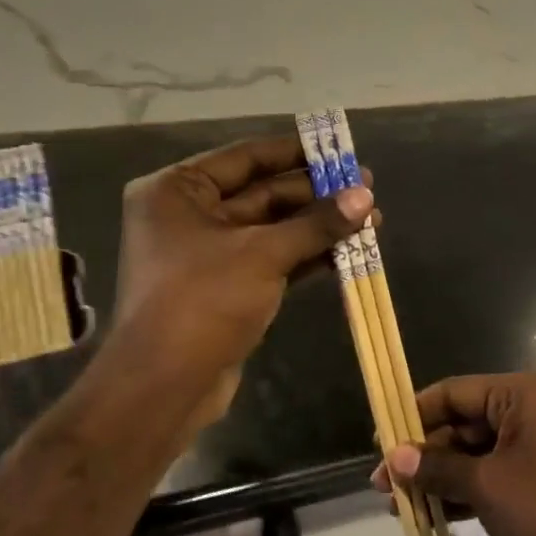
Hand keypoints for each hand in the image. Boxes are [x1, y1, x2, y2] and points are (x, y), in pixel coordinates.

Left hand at [113, 136, 371, 429]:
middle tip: (367, 189)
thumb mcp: (263, 254)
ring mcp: (209, 254)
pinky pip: (273, 260)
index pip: (245, 158)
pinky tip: (348, 251)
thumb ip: (316, 224)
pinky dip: (307, 255)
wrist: (165, 387)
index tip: (338, 149)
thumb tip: (365, 196)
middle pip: (263, 194)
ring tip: (370, 220)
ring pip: (273, 230)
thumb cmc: (203, 302)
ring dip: (319, 227)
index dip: (294, 152)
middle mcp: (189, 216)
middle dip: (316, 195)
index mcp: (178, 191)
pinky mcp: (228, 288)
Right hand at [374, 372, 535, 535]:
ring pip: (477, 454)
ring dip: (441, 478)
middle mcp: (531, 411)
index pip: (453, 392)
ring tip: (400, 507)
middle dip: (424, 456)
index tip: (379, 442)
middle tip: (384, 486)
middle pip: (463, 424)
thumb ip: (436, 468)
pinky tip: (434, 517)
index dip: (413, 415)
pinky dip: (466, 493)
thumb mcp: (487, 486)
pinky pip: (495, 476)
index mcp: (521, 394)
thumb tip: (392, 457)